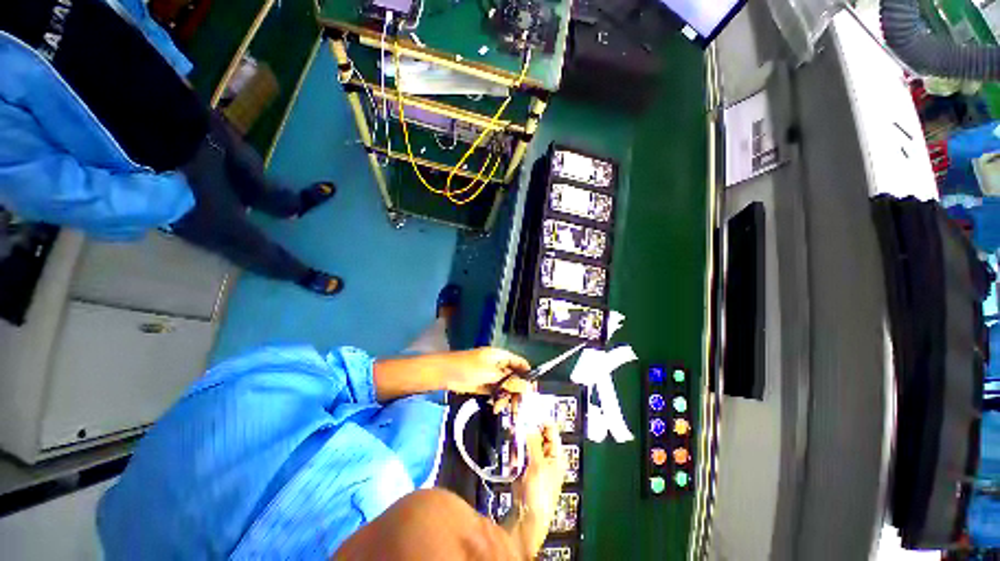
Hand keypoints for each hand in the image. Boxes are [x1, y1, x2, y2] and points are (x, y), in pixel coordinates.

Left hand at [444, 347, 533, 410]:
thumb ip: (509, 381)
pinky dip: (498, 400)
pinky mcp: (484, 385)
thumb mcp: (490, 374)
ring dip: (507, 398)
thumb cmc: (467, 368)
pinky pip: (497, 393)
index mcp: (501, 356)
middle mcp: (499, 365)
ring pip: (506, 387)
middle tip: (520, 406)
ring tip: (502, 408)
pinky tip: (496, 407)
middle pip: (514, 377)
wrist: (444, 374)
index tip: (532, 391)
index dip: (528, 376)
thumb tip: (527, 387)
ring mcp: (491, 376)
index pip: (520, 363)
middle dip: (517, 391)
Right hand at [506, 424, 566, 557]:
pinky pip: (520, 453)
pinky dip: (516, 454)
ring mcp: (536, 461)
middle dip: (527, 431)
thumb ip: (533, 441)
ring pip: (527, 442)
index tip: (527, 410)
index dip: (540, 419)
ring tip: (515, 448)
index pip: (550, 429)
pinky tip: (513, 463)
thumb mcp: (538, 465)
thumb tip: (529, 420)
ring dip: (520, 443)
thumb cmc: (539, 493)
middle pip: (537, 434)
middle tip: (516, 425)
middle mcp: (548, 454)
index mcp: (557, 454)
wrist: (527, 519)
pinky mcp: (525, 467)